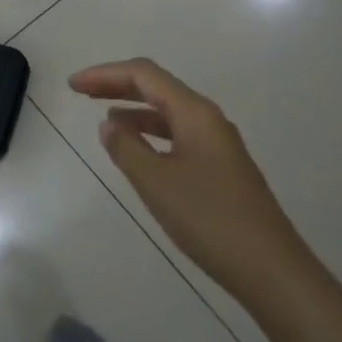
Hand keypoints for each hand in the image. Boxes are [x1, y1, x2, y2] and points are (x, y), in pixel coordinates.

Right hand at [69, 58, 298, 303]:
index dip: (105, 74)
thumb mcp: (156, 183)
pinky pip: (177, 134)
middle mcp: (208, 119)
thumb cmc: (209, 219)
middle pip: (157, 87)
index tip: (72, 85)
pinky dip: (151, 131)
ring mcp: (217, 143)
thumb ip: (127, 148)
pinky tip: (137, 148)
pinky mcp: (220, 167)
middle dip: (117, 85)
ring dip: (134, 108)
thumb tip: (109, 124)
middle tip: (81, 91)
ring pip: (168, 111)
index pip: (144, 75)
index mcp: (195, 113)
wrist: (270, 268)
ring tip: (103, 117)